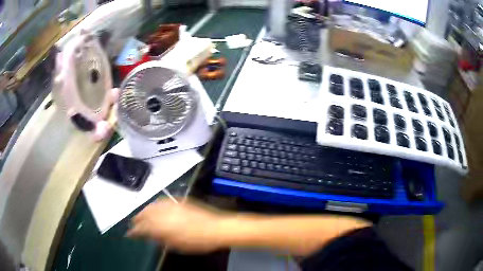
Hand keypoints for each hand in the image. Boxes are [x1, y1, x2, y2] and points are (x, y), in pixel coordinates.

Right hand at [126, 199, 226, 252]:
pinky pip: (162, 201)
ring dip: (144, 211)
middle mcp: (164, 212)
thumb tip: (151, 236)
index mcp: (162, 226)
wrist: (216, 228)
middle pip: (145, 213)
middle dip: (137, 218)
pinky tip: (155, 207)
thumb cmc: (198, 241)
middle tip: (134, 223)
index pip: (143, 227)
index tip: (130, 233)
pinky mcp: (179, 201)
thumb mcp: (177, 245)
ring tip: (141, 215)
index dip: (135, 230)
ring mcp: (171, 205)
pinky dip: (155, 205)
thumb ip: (161, 239)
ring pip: (152, 205)